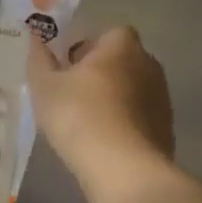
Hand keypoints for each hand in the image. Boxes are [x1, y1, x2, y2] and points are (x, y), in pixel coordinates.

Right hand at [28, 26, 174, 185]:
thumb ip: (39, 59)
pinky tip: (103, 144)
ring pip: (131, 90)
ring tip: (85, 124)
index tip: (68, 69)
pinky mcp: (165, 129)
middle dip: (100, 73)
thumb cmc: (78, 115)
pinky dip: (123, 124)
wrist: (122, 167)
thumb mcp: (44, 86)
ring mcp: (162, 98)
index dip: (88, 48)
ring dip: (112, 100)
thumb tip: (36, 37)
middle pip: (121, 61)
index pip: (109, 34)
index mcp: (122, 46)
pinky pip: (139, 117)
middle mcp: (149, 65)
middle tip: (71, 95)